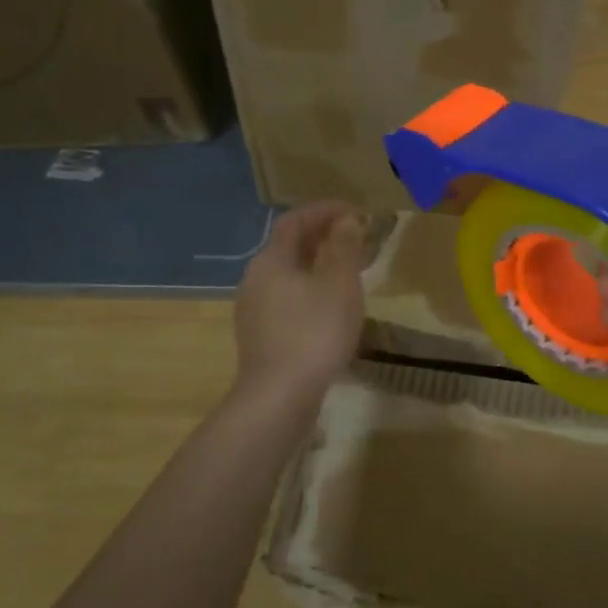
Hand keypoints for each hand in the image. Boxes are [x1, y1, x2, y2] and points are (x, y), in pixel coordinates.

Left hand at [232, 201, 367, 399]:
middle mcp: (255, 279)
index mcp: (271, 260)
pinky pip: (287, 299)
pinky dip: (310, 290)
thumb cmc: (314, 332)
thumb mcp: (339, 284)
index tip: (354, 211)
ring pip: (287, 274)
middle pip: (288, 246)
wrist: (279, 397)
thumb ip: (343, 248)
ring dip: (316, 264)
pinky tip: (330, 306)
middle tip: (354, 238)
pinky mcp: (260, 336)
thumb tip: (345, 220)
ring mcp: (253, 310)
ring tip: (347, 271)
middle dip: (321, 236)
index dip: (324, 210)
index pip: (294, 220)